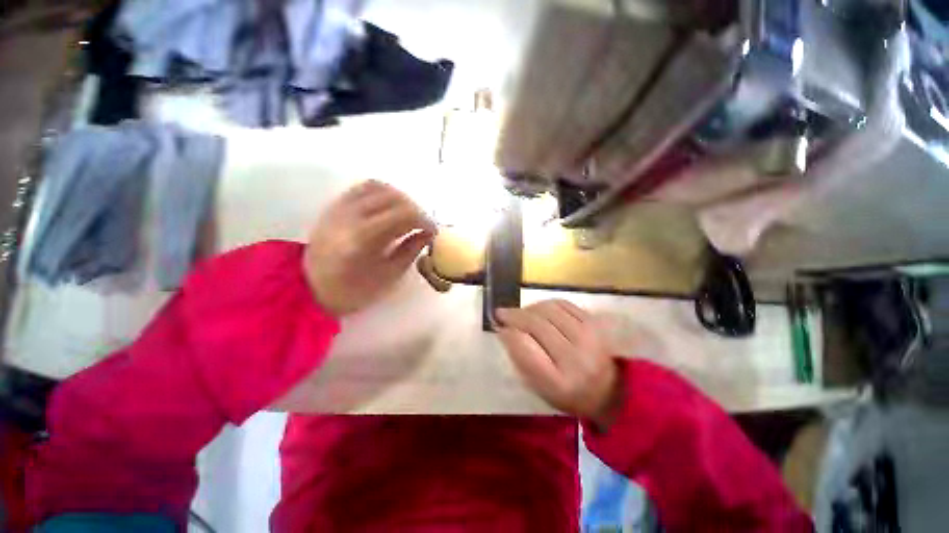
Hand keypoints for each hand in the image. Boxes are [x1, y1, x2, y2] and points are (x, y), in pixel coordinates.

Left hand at [304, 180, 435, 315]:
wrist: (310, 287)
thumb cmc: (353, 290)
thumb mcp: (388, 276)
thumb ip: (411, 250)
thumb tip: (428, 234)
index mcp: (364, 238)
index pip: (405, 215)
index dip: (425, 220)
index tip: (434, 231)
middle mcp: (351, 216)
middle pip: (395, 198)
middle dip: (417, 209)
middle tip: (424, 225)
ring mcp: (340, 207)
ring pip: (380, 187)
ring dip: (401, 198)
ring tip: (409, 214)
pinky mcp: (335, 205)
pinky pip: (363, 187)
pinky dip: (383, 192)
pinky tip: (390, 205)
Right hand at [497, 300, 620, 426]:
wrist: (609, 389)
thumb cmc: (568, 393)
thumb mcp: (540, 388)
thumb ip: (521, 360)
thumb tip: (505, 331)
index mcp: (559, 383)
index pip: (526, 349)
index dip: (509, 334)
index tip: (499, 328)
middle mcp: (576, 358)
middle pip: (536, 325)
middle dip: (514, 316)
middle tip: (501, 313)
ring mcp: (588, 337)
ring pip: (548, 310)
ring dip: (528, 308)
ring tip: (520, 312)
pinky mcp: (594, 322)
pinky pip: (563, 304)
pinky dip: (545, 303)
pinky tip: (538, 309)